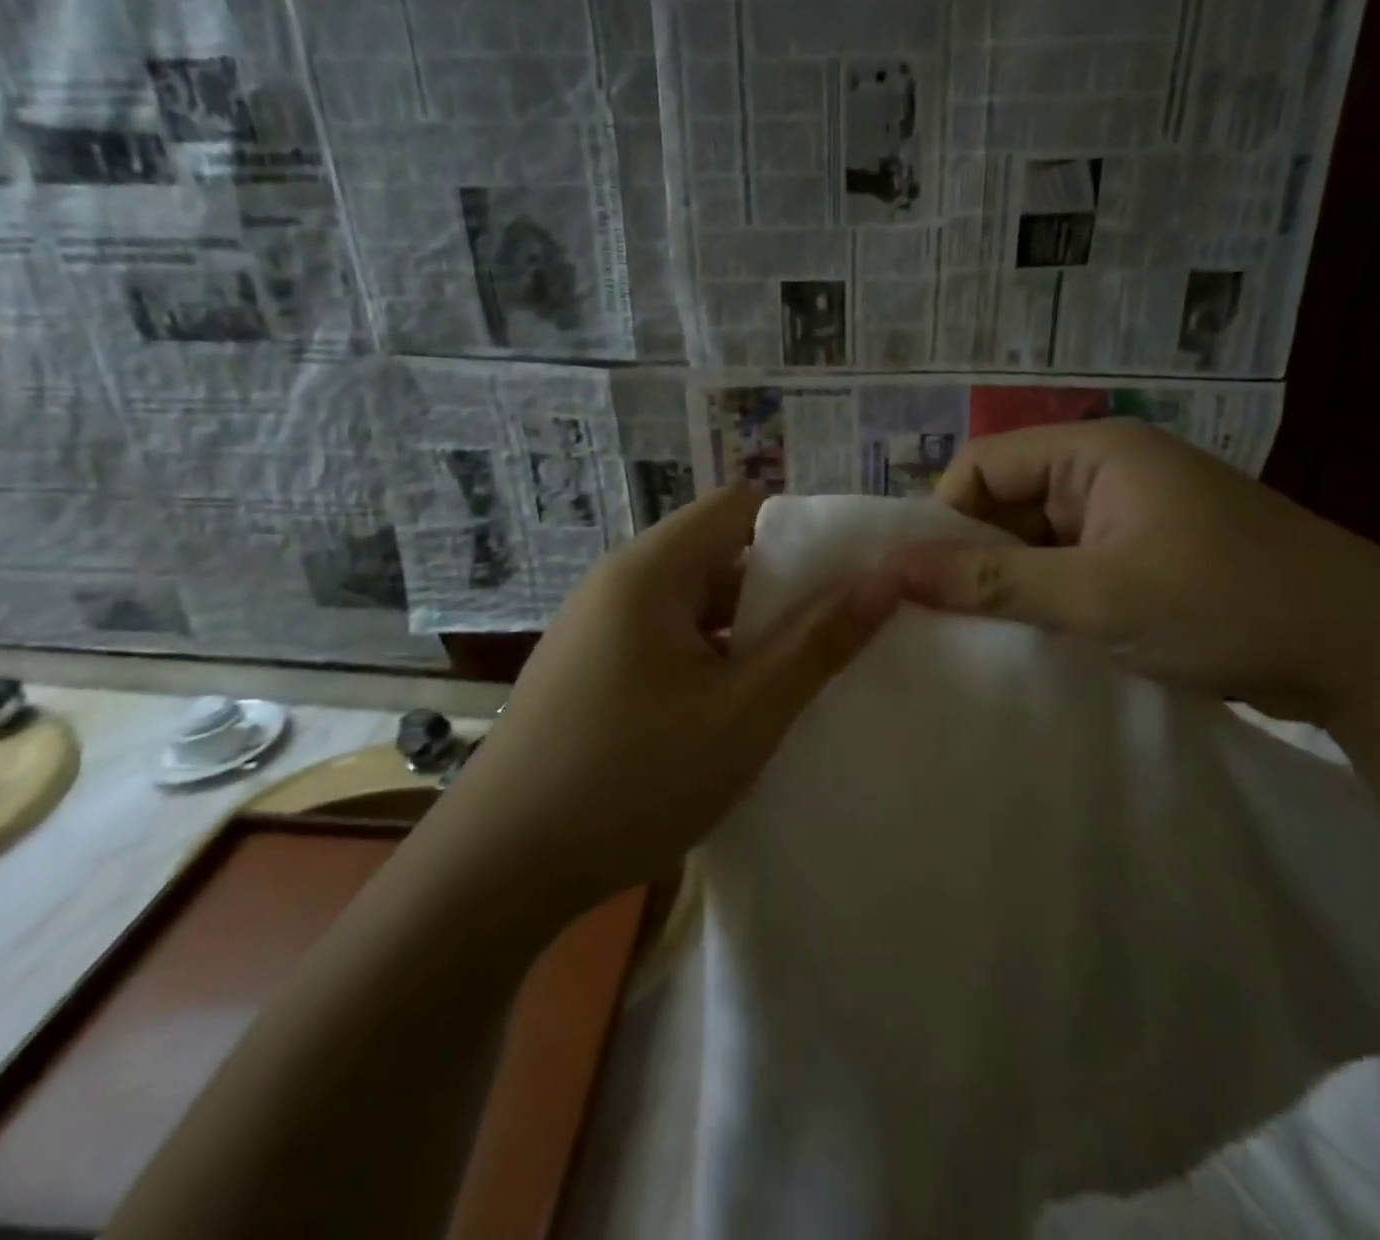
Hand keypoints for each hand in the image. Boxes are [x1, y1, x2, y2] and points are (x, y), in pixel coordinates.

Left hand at [449, 484, 899, 915]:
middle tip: (831, 637)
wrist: (495, 872)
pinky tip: (728, 714)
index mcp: (650, 569)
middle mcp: (616, 583)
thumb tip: (884, 580)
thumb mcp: (744, 712)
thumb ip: (817, 642)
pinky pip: (662, 641)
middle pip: (715, 553)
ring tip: (790, 680)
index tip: (844, 578)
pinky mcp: (586, 672)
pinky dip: (705, 660)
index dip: (799, 531)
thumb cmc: (631, 778)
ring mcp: (594, 629)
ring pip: (690, 604)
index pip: (738, 506)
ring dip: (742, 632)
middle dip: (777, 589)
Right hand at [884, 418, 1379, 721]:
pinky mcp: (1145, 556)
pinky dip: (1046, 598)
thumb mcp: (1097, 596)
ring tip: (983, 636)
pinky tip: (1032, 639)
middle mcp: (1107, 472)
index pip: (983, 465)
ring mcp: (1128, 515)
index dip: (944, 517)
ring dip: (1009, 583)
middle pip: (1007, 501)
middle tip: (945, 618)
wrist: (1369, 655)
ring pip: (1037, 540)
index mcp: (1095, 452)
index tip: (924, 581)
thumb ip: (991, 581)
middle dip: (974, 556)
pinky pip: (1070, 566)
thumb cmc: (1228, 605)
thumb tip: (894, 571)